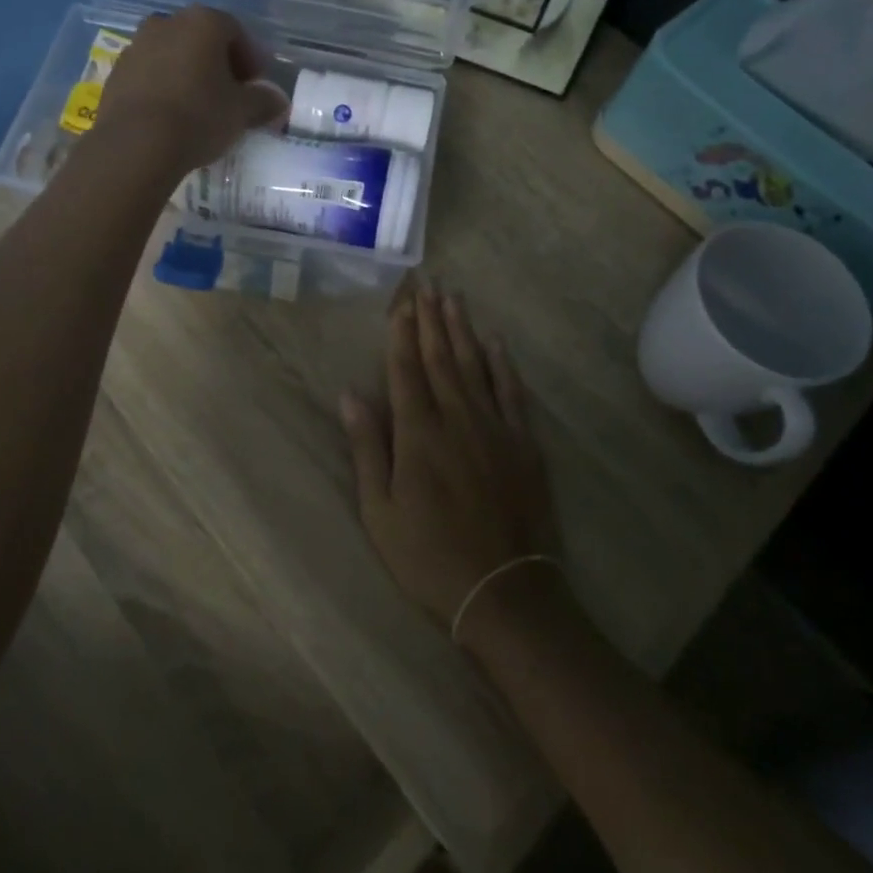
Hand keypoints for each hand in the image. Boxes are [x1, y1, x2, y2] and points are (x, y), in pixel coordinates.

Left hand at [92, 7, 290, 175]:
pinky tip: (170, 115)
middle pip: (201, 39)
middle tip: (229, 93)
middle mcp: (167, 23)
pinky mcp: (115, 73)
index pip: (235, 31)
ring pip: (172, 55)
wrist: (136, 144)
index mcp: (203, 22)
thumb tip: (278, 100)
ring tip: (198, 106)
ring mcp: (136, 46)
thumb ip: (263, 101)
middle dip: (218, 63)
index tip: (256, 85)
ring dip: (188, 73)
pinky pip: (149, 74)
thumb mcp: (242, 112)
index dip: (250, 58)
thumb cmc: (199, 116)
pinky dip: (163, 87)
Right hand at [341, 281, 558, 638]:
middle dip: (430, 318)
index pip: (406, 369)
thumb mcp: (380, 510)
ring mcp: (494, 427)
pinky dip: (502, 363)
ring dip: (462, 329)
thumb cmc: (429, 554)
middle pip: (440, 357)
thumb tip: (349, 394)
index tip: (400, 302)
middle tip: (426, 283)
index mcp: (417, 433)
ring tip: (453, 298)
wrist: (504, 589)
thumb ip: (367, 447)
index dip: (401, 333)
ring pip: (474, 365)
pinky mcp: (523, 442)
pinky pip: (511, 391)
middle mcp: (456, 418)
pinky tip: (495, 341)